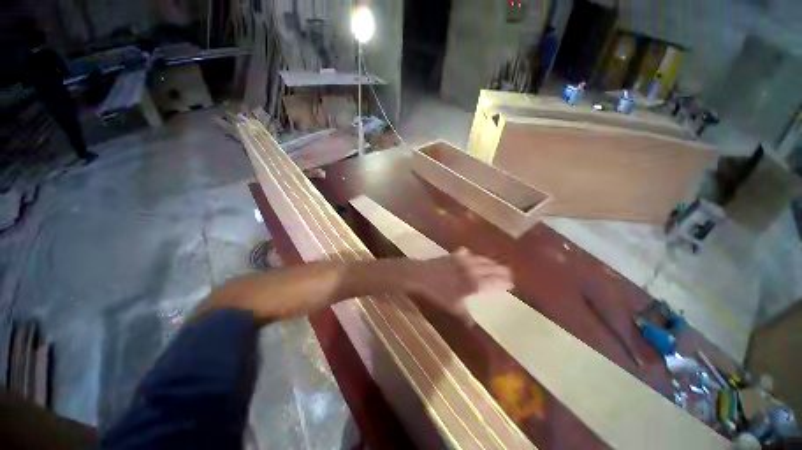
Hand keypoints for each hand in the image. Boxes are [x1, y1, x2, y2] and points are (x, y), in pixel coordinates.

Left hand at [404, 248, 512, 324]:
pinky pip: (467, 254)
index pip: (494, 282)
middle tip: (509, 273)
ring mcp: (463, 260)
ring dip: (490, 262)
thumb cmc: (438, 292)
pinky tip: (471, 255)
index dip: (503, 282)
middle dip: (501, 271)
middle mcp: (472, 270)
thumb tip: (471, 324)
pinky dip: (472, 255)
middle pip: (491, 269)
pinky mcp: (454, 255)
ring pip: (481, 260)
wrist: (423, 275)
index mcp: (474, 283)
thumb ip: (464, 314)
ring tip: (496, 265)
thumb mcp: (452, 306)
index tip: (511, 284)